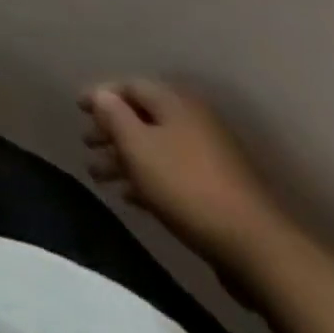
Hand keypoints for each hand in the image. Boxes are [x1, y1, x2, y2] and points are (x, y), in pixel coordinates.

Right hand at [79, 80, 282, 271]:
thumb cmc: (185, 185)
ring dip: (125, 159)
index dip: (100, 95)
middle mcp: (192, 121)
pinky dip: (148, 180)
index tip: (77, 108)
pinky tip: (130, 197)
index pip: (128, 86)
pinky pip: (172, 173)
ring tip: (99, 177)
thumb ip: (112, 114)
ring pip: (155, 148)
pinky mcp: (217, 189)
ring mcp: (208, 156)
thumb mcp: (137, 145)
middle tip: (87, 144)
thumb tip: (101, 94)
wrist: (255, 247)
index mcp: (174, 102)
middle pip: (141, 117)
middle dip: (110, 130)